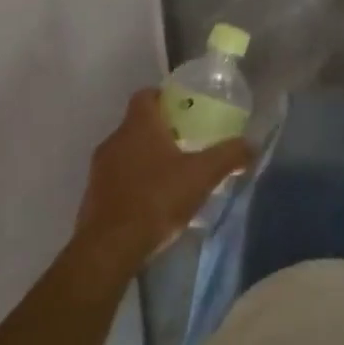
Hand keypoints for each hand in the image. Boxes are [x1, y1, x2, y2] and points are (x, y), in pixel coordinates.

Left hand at [73, 89, 252, 271]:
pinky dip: (133, 184)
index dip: (164, 97)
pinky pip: (116, 180)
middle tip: (186, 143)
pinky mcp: (92, 197)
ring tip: (171, 176)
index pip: (146, 95)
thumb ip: (228, 156)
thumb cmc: (156, 199)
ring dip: (145, 159)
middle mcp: (114, 139)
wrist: (109, 249)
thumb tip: (252, 144)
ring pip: (126, 153)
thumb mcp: (202, 175)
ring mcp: (99, 170)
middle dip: (160, 131)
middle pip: (137, 124)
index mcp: (138, 125)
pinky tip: (152, 203)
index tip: (183, 109)